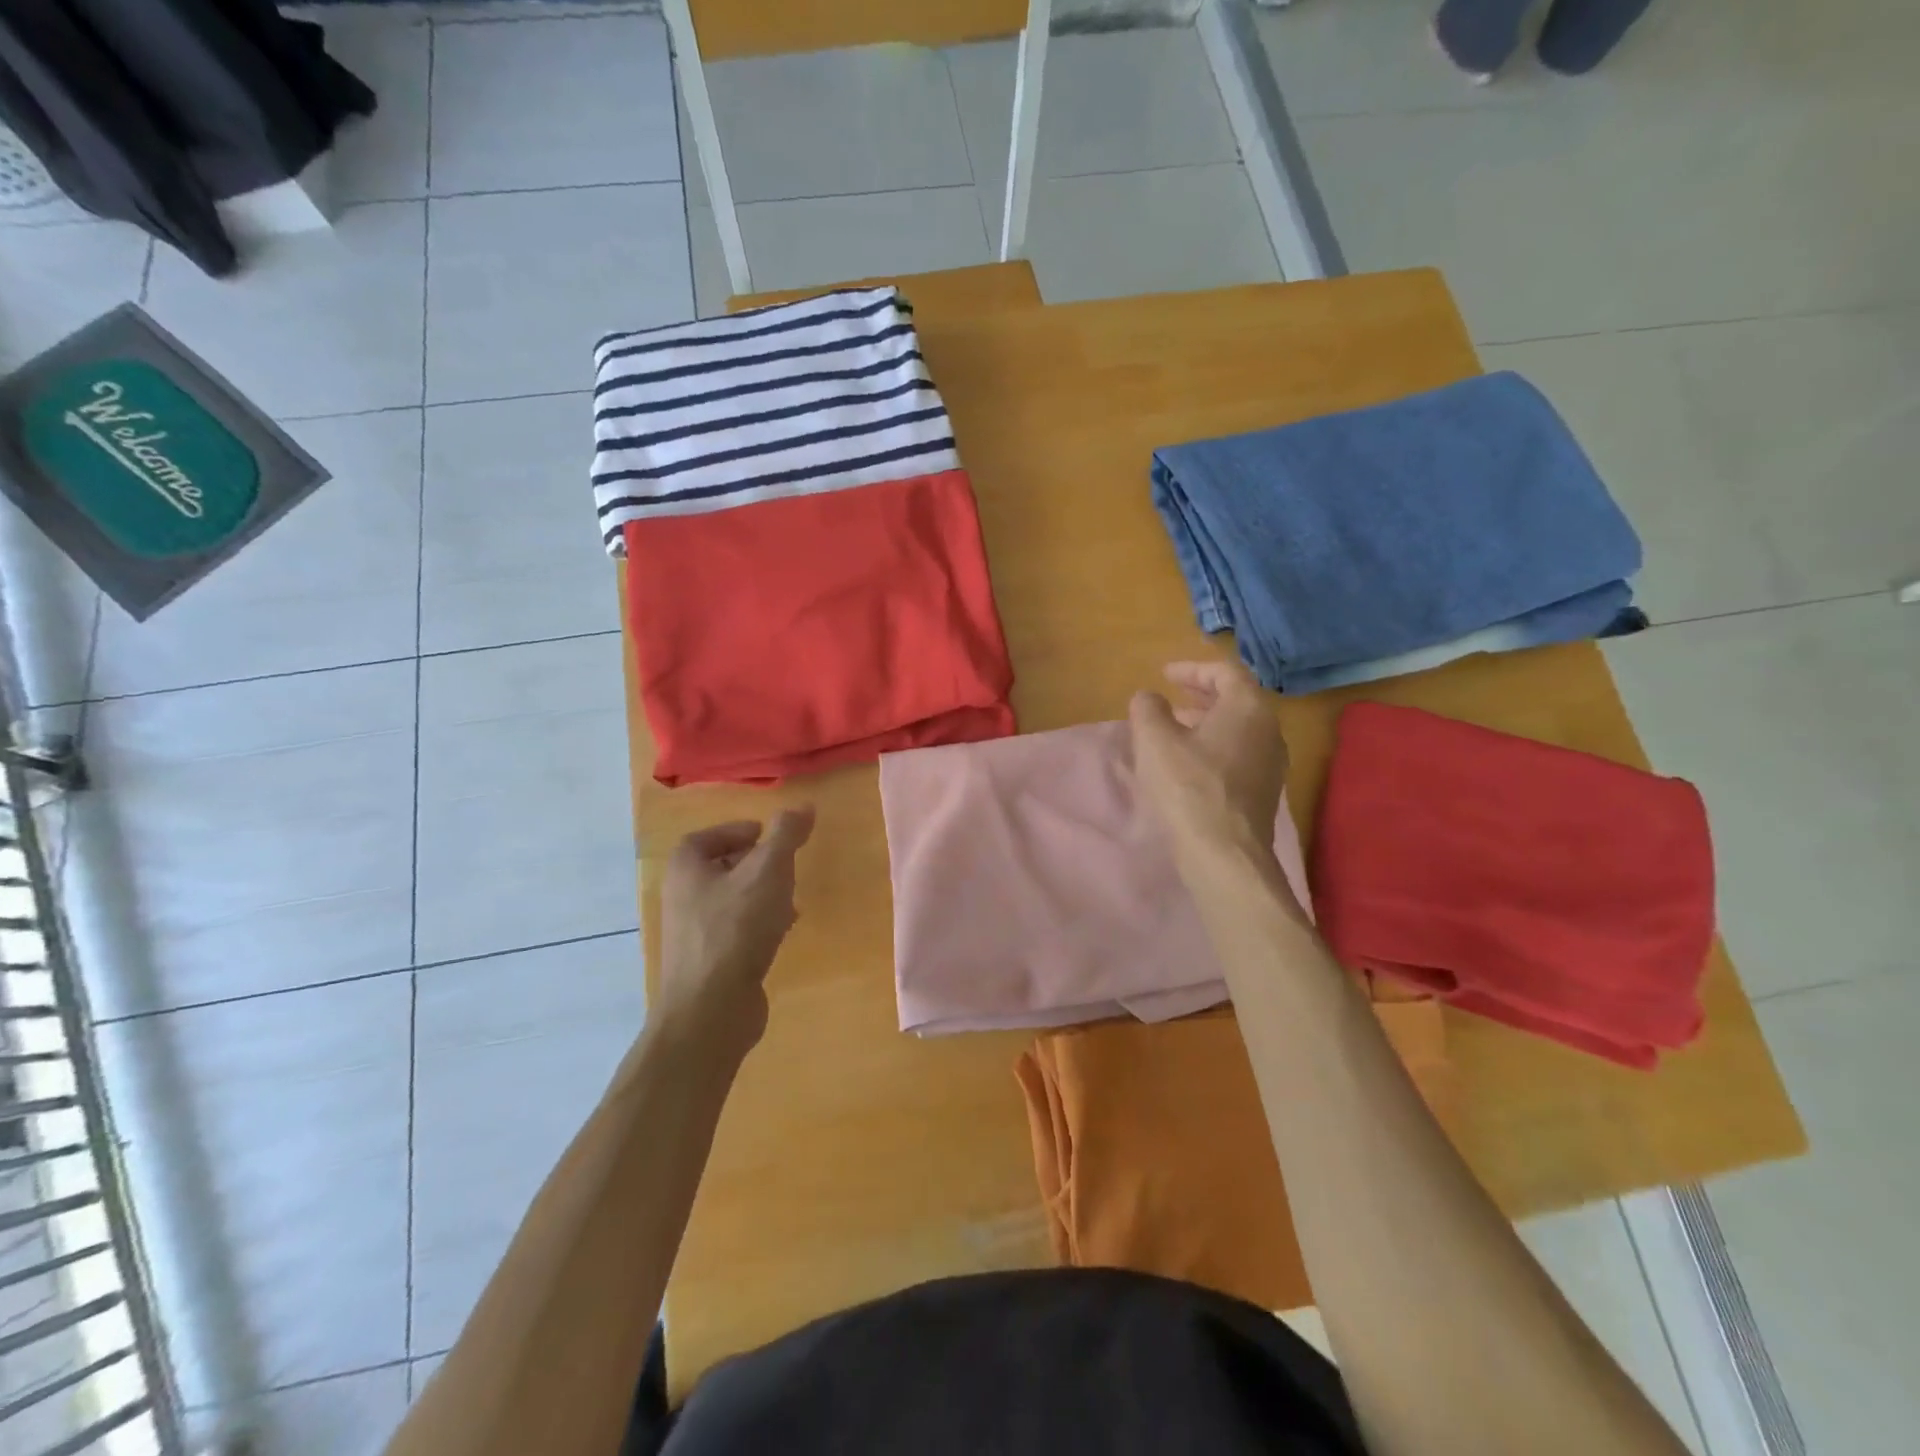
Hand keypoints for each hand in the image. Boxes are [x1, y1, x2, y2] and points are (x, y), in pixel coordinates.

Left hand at [655, 807, 815, 1065]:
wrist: (711, 1009)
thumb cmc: (736, 929)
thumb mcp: (768, 871)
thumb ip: (786, 835)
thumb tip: (803, 806)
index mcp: (686, 870)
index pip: (704, 838)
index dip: (735, 831)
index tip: (767, 835)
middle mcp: (682, 898)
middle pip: (718, 869)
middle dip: (754, 863)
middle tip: (785, 864)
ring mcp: (693, 934)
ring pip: (730, 901)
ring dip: (760, 894)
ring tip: (791, 898)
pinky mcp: (708, 963)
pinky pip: (735, 931)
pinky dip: (759, 924)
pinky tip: (783, 932)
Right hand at [1129, 661, 1288, 859]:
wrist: (1223, 853)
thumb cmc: (1187, 787)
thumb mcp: (1154, 739)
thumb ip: (1148, 708)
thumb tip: (1149, 698)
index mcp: (1248, 707)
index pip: (1224, 672)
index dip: (1192, 669)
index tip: (1164, 674)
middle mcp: (1269, 730)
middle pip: (1237, 699)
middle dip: (1201, 694)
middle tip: (1172, 696)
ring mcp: (1272, 764)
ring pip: (1239, 729)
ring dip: (1207, 722)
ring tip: (1176, 729)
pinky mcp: (1265, 792)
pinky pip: (1240, 754)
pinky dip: (1215, 746)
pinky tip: (1190, 763)